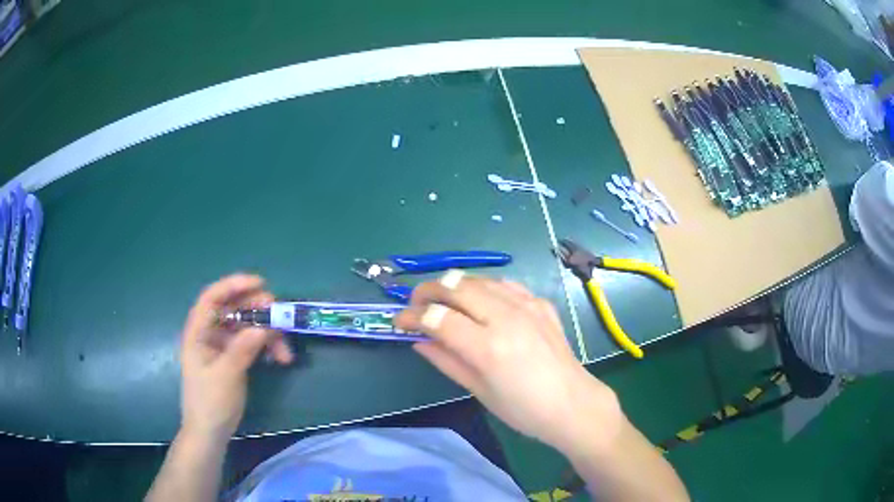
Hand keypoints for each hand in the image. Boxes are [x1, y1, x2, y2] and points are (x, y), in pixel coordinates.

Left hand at [179, 274, 292, 441]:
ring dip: (267, 334)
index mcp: (198, 332)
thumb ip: (242, 349)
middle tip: (280, 316)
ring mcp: (221, 346)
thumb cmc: (210, 403)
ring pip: (246, 327)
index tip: (261, 284)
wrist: (209, 433)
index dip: (234, 285)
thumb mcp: (226, 376)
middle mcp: (209, 334)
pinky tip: (279, 357)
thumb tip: (263, 327)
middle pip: (233, 310)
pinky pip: (250, 343)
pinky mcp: (232, 358)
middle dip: (257, 310)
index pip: (212, 298)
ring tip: (285, 349)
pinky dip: (265, 347)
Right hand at [395, 271, 621, 452]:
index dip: (412, 316)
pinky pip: (505, 285)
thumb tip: (418, 341)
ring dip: (455, 285)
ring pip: (480, 279)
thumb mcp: (479, 391)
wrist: (572, 404)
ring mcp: (527, 306)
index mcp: (488, 347)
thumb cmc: (523, 409)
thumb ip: (446, 361)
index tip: (398, 321)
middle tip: (416, 304)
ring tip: (443, 300)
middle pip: (456, 286)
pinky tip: (480, 301)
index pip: (438, 318)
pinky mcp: (541, 304)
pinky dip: (485, 288)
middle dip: (428, 290)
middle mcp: (507, 318)